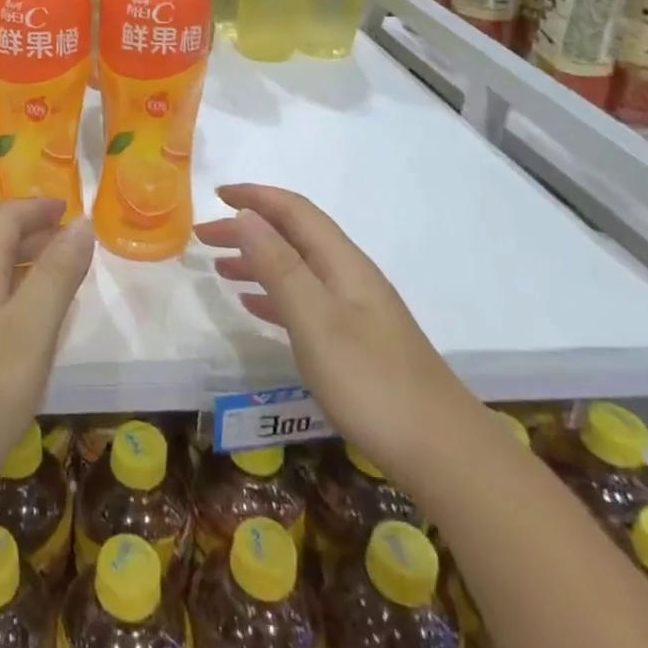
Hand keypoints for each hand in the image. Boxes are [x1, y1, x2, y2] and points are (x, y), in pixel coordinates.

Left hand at [0, 200, 93, 516]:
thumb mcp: (27, 335)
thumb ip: (56, 277)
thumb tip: (80, 223)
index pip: (5, 218)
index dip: (39, 208)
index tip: (71, 211)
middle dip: (35, 237)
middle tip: (75, 250)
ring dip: (23, 269)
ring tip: (58, 288)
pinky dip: (9, 300)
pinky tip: (22, 336)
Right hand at [196, 184, 479, 487]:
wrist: (443, 452)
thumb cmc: (371, 382)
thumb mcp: (315, 320)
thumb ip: (279, 266)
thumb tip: (246, 216)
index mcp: (342, 262)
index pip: (294, 211)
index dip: (255, 196)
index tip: (216, 195)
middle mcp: (349, 276)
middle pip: (293, 236)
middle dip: (248, 229)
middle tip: (204, 237)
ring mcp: (355, 310)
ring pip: (297, 267)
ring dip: (257, 260)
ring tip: (220, 268)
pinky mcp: (356, 341)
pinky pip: (304, 300)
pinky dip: (273, 294)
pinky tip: (254, 307)